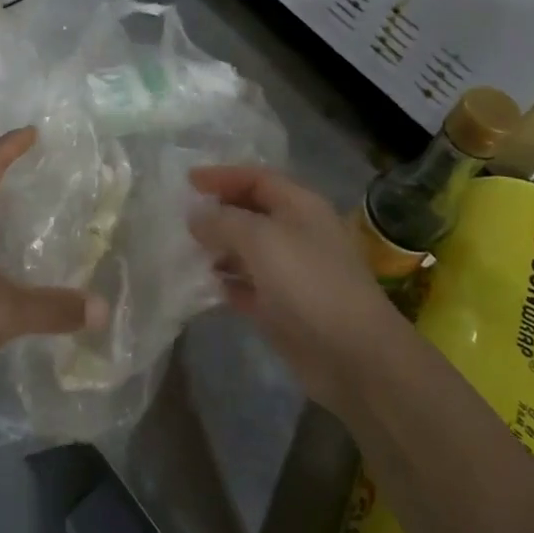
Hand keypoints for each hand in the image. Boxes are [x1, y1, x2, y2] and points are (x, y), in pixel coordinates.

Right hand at [189, 166, 398, 414]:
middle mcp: (297, 233)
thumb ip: (223, 222)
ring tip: (183, 249)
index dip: (223, 176)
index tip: (188, 181)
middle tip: (181, 216)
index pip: (257, 178)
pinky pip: (248, 286)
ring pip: (248, 251)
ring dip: (218, 248)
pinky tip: (202, 284)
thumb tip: (196, 215)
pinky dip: (226, 282)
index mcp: (300, 206)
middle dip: (218, 212)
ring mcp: (291, 272)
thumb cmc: (308, 283)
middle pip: (251, 212)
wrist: (353, 356)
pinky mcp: (283, 308)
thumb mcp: (260, 240)